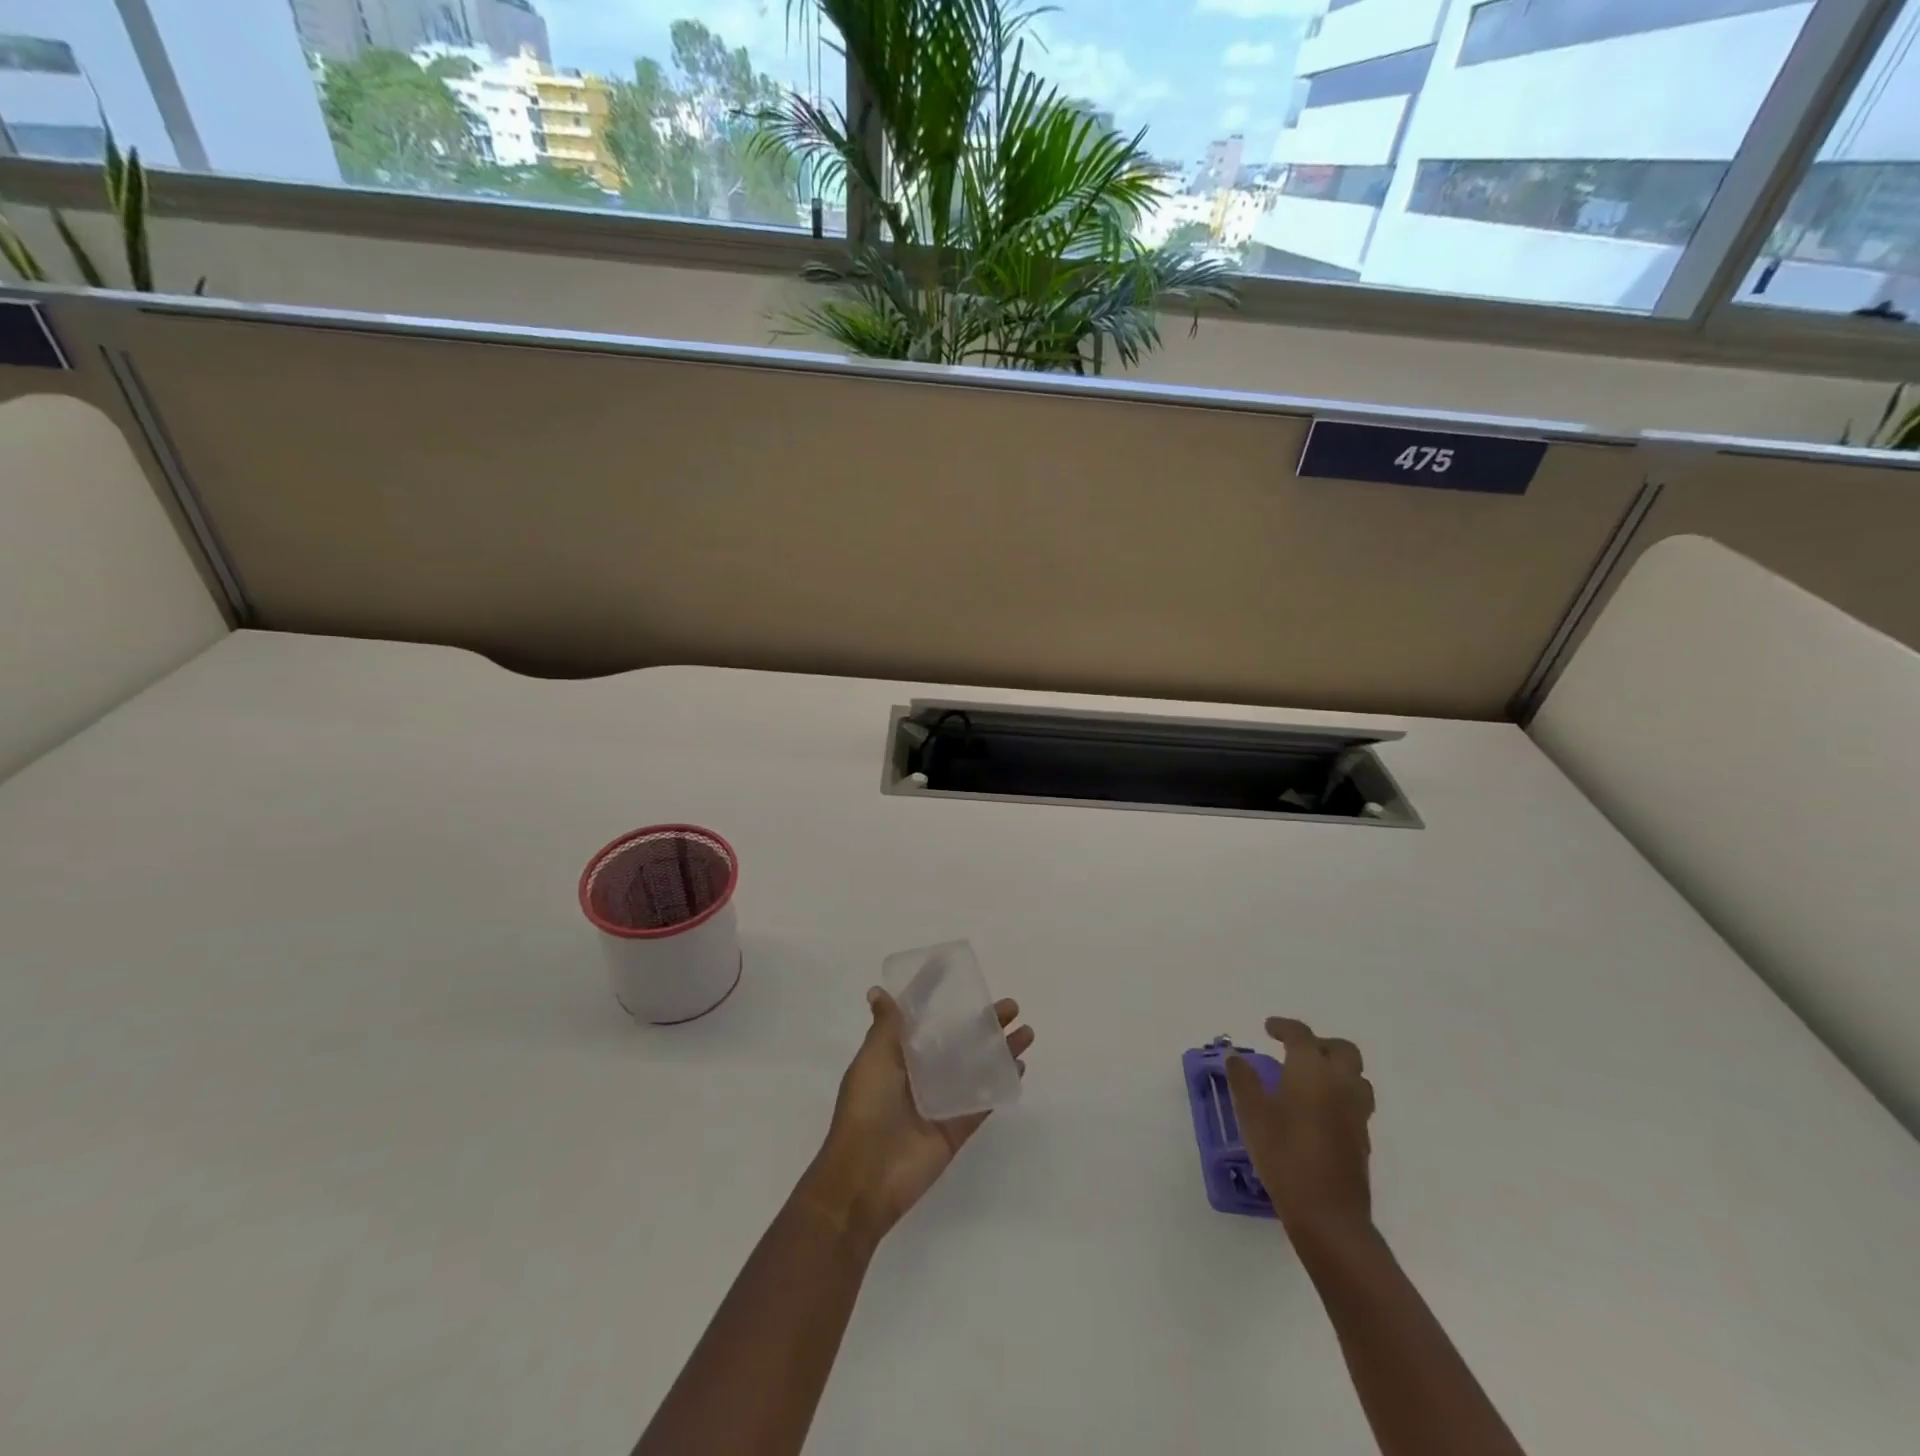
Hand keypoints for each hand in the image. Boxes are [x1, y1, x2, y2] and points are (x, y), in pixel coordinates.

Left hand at [799, 988, 1032, 1253]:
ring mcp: (941, 1100)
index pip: (920, 1016)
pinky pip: (983, 1100)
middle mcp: (920, 1073)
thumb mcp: (873, 1059)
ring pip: (977, 1067)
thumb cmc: (866, 1109)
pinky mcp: (957, 1127)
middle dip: (983, 1022)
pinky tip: (1020, 1067)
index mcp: (897, 1055)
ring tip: (1026, 1031)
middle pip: (958, 1039)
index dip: (935, 993)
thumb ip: (886, 1027)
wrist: (866, 1176)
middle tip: (1010, 1006)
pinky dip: (1001, 1084)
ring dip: (1000, 1049)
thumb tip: (878, 991)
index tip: (955, 968)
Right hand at [1227, 1016, 1375, 1241]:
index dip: (1284, 1027)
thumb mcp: (1252, 1114)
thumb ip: (1244, 1080)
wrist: (1327, 1214)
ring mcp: (1356, 1112)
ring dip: (1335, 1068)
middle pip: (1342, 1050)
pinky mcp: (1362, 1138)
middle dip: (1320, 1043)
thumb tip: (1236, 1057)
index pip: (1302, 1035)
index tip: (1268, 1028)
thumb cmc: (1284, 1155)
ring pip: (1356, 1076)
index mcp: (1312, 1070)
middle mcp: (1340, 1083)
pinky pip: (1356, 1101)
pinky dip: (1339, 1093)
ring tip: (1310, 1078)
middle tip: (1295, 1050)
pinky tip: (1318, 1110)